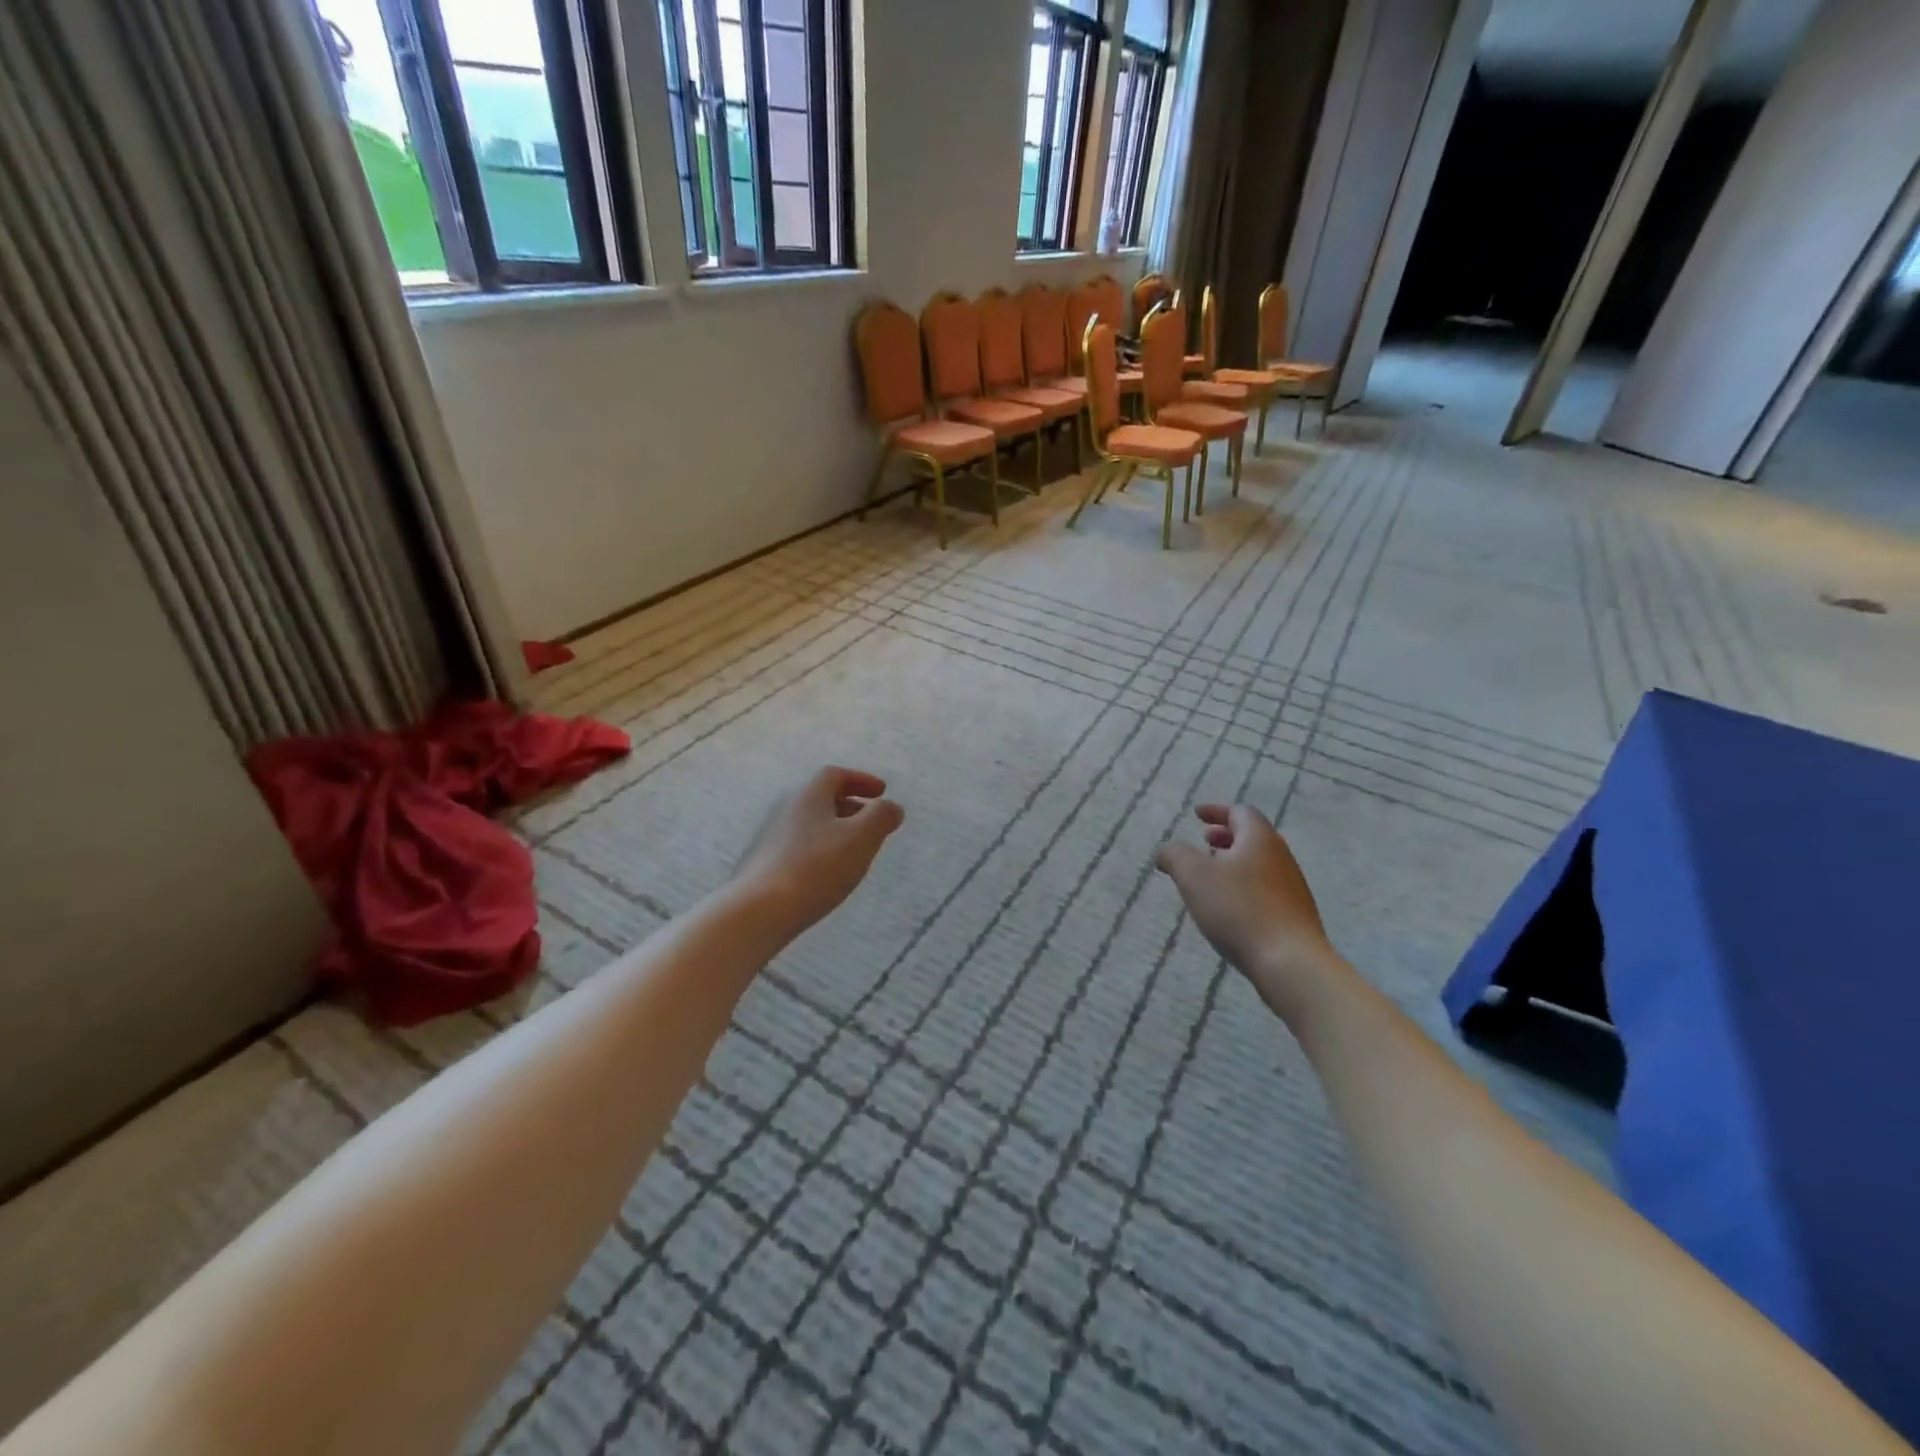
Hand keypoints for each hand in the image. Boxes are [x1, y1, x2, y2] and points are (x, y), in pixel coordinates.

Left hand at [733, 767, 904, 937]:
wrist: (762, 910)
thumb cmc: (818, 867)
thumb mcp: (861, 838)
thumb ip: (881, 817)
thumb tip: (892, 807)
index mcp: (810, 797)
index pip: (835, 775)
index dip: (861, 779)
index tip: (882, 792)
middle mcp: (789, 811)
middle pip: (822, 799)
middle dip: (851, 806)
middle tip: (873, 821)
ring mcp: (775, 839)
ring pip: (813, 824)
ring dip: (838, 829)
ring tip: (857, 850)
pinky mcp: (769, 865)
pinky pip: (802, 847)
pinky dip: (823, 850)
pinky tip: (832, 873)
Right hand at [1155, 804, 1345, 1022]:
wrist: (1290, 962)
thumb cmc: (1238, 910)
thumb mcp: (1194, 876)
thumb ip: (1175, 855)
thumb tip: (1167, 851)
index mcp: (1259, 839)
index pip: (1240, 812)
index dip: (1216, 811)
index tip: (1197, 815)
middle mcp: (1281, 857)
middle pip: (1253, 837)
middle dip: (1226, 836)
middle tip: (1204, 841)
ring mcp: (1292, 887)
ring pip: (1259, 863)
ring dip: (1234, 862)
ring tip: (1212, 877)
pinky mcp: (1295, 915)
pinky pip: (1266, 888)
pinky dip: (1244, 885)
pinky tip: (1230, 907)